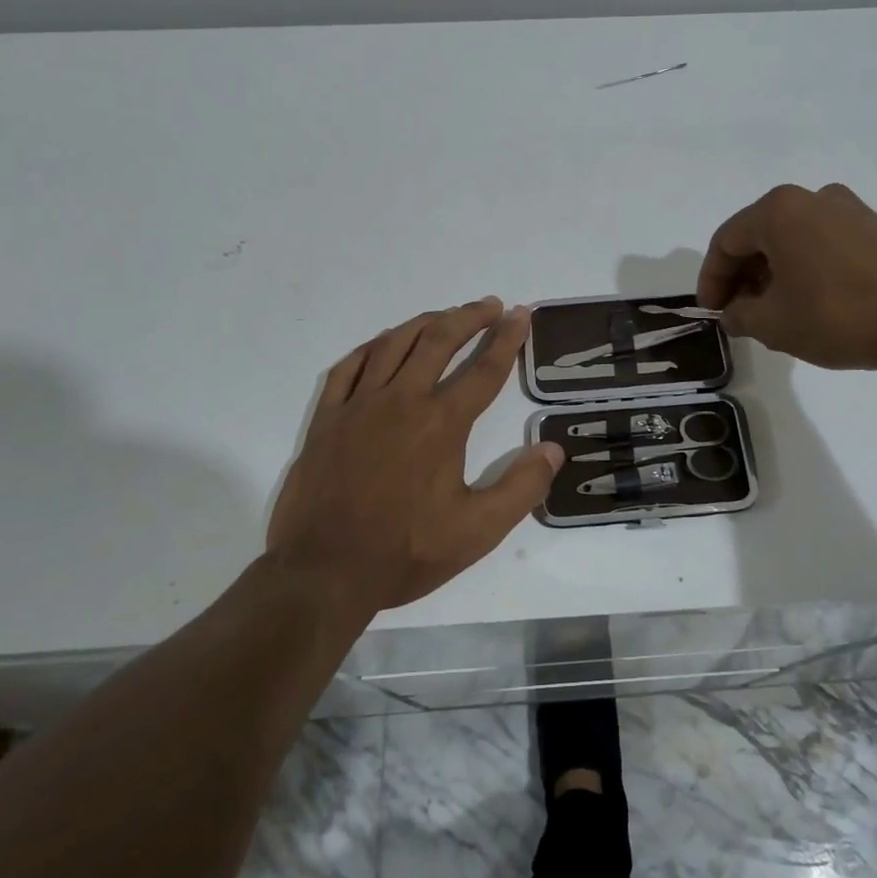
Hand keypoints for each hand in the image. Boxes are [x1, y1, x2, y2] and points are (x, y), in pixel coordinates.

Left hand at [264, 297, 562, 618]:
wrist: (324, 571)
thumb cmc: (405, 553)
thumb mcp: (477, 531)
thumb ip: (521, 488)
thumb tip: (552, 449)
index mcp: (441, 424)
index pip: (484, 370)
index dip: (507, 339)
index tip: (521, 315)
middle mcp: (401, 401)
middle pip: (439, 341)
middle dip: (469, 317)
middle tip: (490, 306)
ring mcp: (358, 406)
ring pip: (393, 345)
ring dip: (424, 323)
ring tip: (445, 316)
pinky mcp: (327, 419)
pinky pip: (348, 367)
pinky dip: (371, 348)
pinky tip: (382, 345)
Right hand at [696, 183, 876, 371]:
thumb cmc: (837, 316)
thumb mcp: (773, 324)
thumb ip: (739, 315)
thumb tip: (734, 313)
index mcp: (778, 210)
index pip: (725, 242)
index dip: (711, 280)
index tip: (711, 313)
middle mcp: (811, 197)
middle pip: (758, 235)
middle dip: (742, 276)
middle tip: (739, 314)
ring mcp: (848, 209)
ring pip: (791, 239)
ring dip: (772, 274)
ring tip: (773, 313)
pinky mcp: (875, 227)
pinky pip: (821, 243)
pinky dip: (804, 268)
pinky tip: (808, 302)